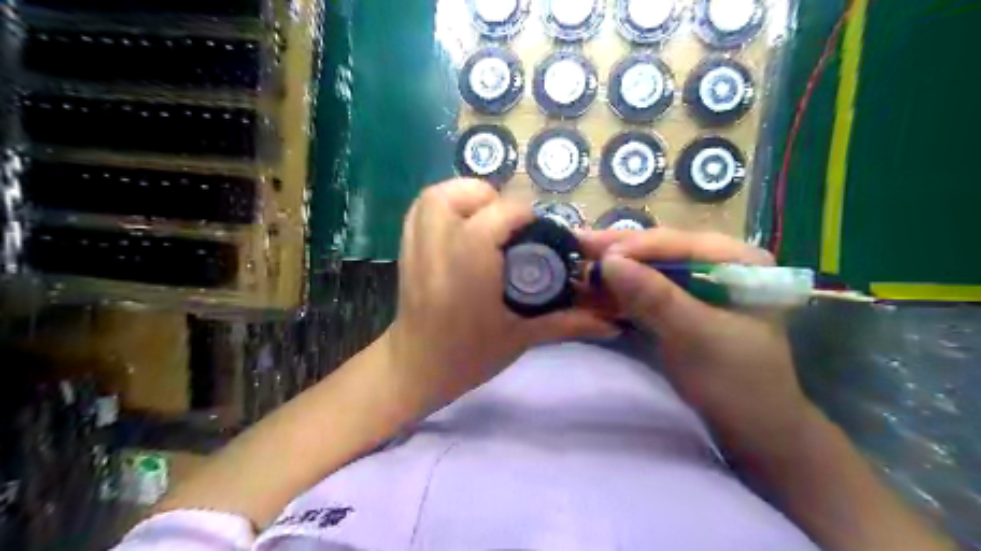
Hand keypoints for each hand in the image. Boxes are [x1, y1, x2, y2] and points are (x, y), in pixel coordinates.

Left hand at [380, 179, 610, 414]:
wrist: (413, 370)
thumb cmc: (467, 357)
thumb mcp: (520, 338)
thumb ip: (566, 322)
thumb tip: (612, 322)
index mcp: (470, 266)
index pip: (498, 216)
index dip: (524, 216)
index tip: (538, 233)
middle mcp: (440, 248)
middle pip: (458, 196)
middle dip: (489, 198)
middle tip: (508, 222)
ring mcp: (416, 247)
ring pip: (433, 196)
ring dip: (463, 196)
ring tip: (485, 218)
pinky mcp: (406, 250)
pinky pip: (419, 211)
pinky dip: (442, 206)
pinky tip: (462, 227)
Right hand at [577, 229, 813, 448]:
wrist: (754, 431)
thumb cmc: (737, 384)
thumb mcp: (697, 338)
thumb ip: (655, 298)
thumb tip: (609, 262)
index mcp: (739, 261)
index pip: (678, 243)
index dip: (634, 246)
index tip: (593, 253)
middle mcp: (718, 264)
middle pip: (660, 251)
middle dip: (617, 253)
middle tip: (574, 246)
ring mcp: (698, 286)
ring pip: (648, 270)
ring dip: (613, 271)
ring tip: (576, 264)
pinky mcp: (682, 307)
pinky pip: (645, 291)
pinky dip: (619, 292)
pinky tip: (592, 288)